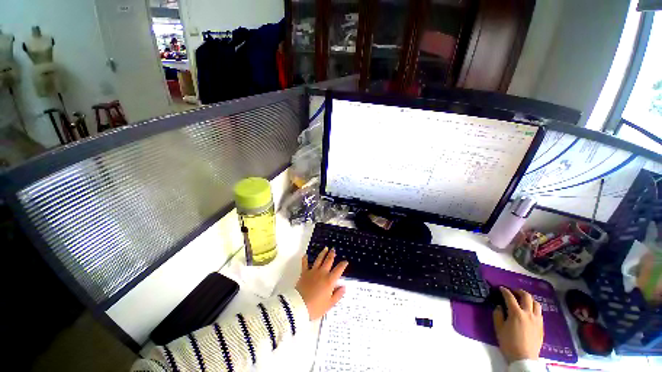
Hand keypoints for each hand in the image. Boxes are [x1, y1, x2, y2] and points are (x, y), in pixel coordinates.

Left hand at [295, 248, 347, 319]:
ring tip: (325, 248)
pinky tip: (305, 255)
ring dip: (322, 253)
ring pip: (319, 259)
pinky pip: (304, 264)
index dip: (343, 265)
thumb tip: (344, 287)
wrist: (299, 306)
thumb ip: (338, 295)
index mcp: (329, 280)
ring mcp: (313, 272)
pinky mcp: (304, 273)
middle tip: (333, 249)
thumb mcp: (329, 304)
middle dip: (332, 255)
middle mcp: (322, 273)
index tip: (345, 261)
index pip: (338, 270)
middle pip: (328, 261)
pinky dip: (305, 259)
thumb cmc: (316, 307)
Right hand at [493, 287, 543, 363]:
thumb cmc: (509, 343)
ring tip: (523, 300)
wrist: (524, 358)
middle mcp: (528, 314)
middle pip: (527, 297)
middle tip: (513, 291)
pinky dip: (534, 308)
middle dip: (519, 291)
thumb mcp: (498, 328)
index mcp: (516, 313)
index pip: (510, 297)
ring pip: (536, 303)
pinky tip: (529, 312)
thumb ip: (498, 315)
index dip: (504, 291)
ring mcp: (537, 320)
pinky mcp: (541, 326)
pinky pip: (539, 312)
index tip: (501, 288)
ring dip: (529, 299)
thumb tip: (499, 307)